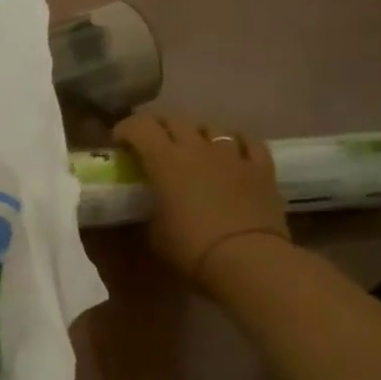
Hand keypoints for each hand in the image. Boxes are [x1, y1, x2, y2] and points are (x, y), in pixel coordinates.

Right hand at [114, 111, 289, 290]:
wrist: (248, 260)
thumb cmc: (190, 247)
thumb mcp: (152, 231)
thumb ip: (147, 209)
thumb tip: (145, 206)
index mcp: (165, 160)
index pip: (140, 127)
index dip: (125, 129)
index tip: (118, 143)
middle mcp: (197, 148)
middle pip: (174, 119)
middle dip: (157, 126)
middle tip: (149, 142)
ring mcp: (233, 155)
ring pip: (210, 127)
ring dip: (195, 133)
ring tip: (190, 147)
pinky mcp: (262, 168)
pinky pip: (248, 142)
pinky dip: (235, 142)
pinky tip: (231, 150)